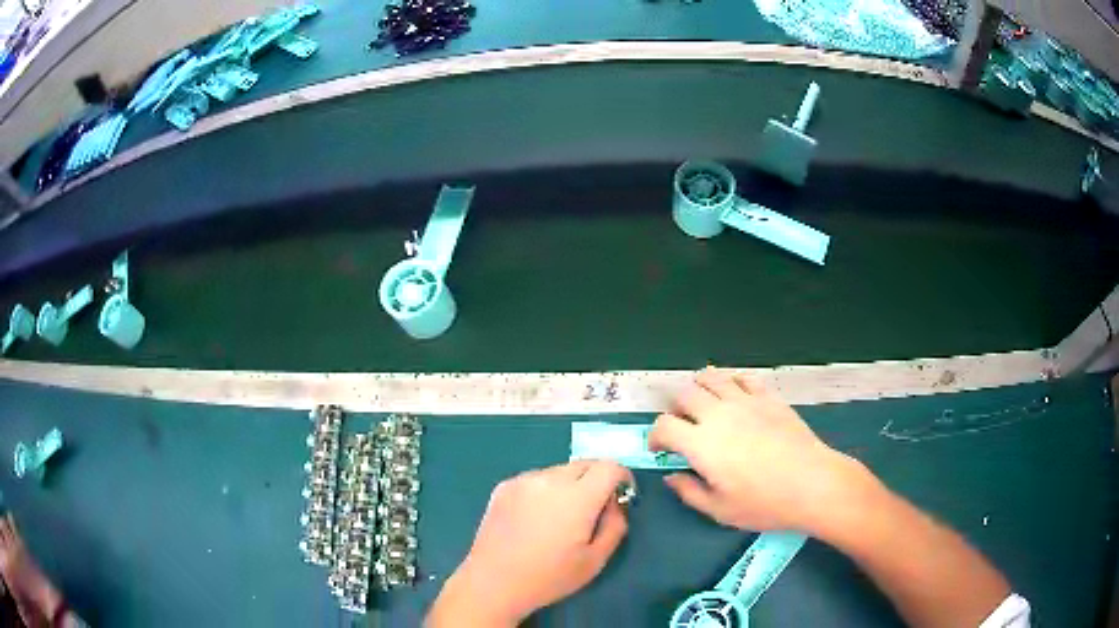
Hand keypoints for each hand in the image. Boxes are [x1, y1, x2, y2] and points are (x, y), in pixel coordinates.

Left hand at [427, 461, 632, 625]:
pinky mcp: (504, 486)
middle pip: (585, 464)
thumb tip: (615, 503)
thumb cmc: (549, 577)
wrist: (493, 582)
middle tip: (593, 510)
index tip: (621, 496)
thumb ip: (615, 525)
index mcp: (578, 497)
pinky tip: (535, 519)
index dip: (622, 477)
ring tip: (560, 517)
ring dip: (570, 485)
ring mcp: (524, 480)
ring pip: (560, 471)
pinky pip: (536, 479)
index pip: (609, 467)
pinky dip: (545, 490)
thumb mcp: (596, 560)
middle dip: (597, 480)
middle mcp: (550, 479)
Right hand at [649, 367, 863, 533]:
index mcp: (701, 443)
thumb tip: (671, 476)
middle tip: (685, 428)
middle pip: (684, 394)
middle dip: (676, 410)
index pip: (664, 425)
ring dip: (700, 388)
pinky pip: (744, 378)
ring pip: (712, 377)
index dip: (655, 436)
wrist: (812, 484)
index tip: (660, 449)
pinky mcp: (769, 397)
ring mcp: (746, 401)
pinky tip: (736, 399)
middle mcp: (719, 414)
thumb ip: (689, 491)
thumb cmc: (764, 503)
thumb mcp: (719, 510)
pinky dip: (732, 383)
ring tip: (706, 406)